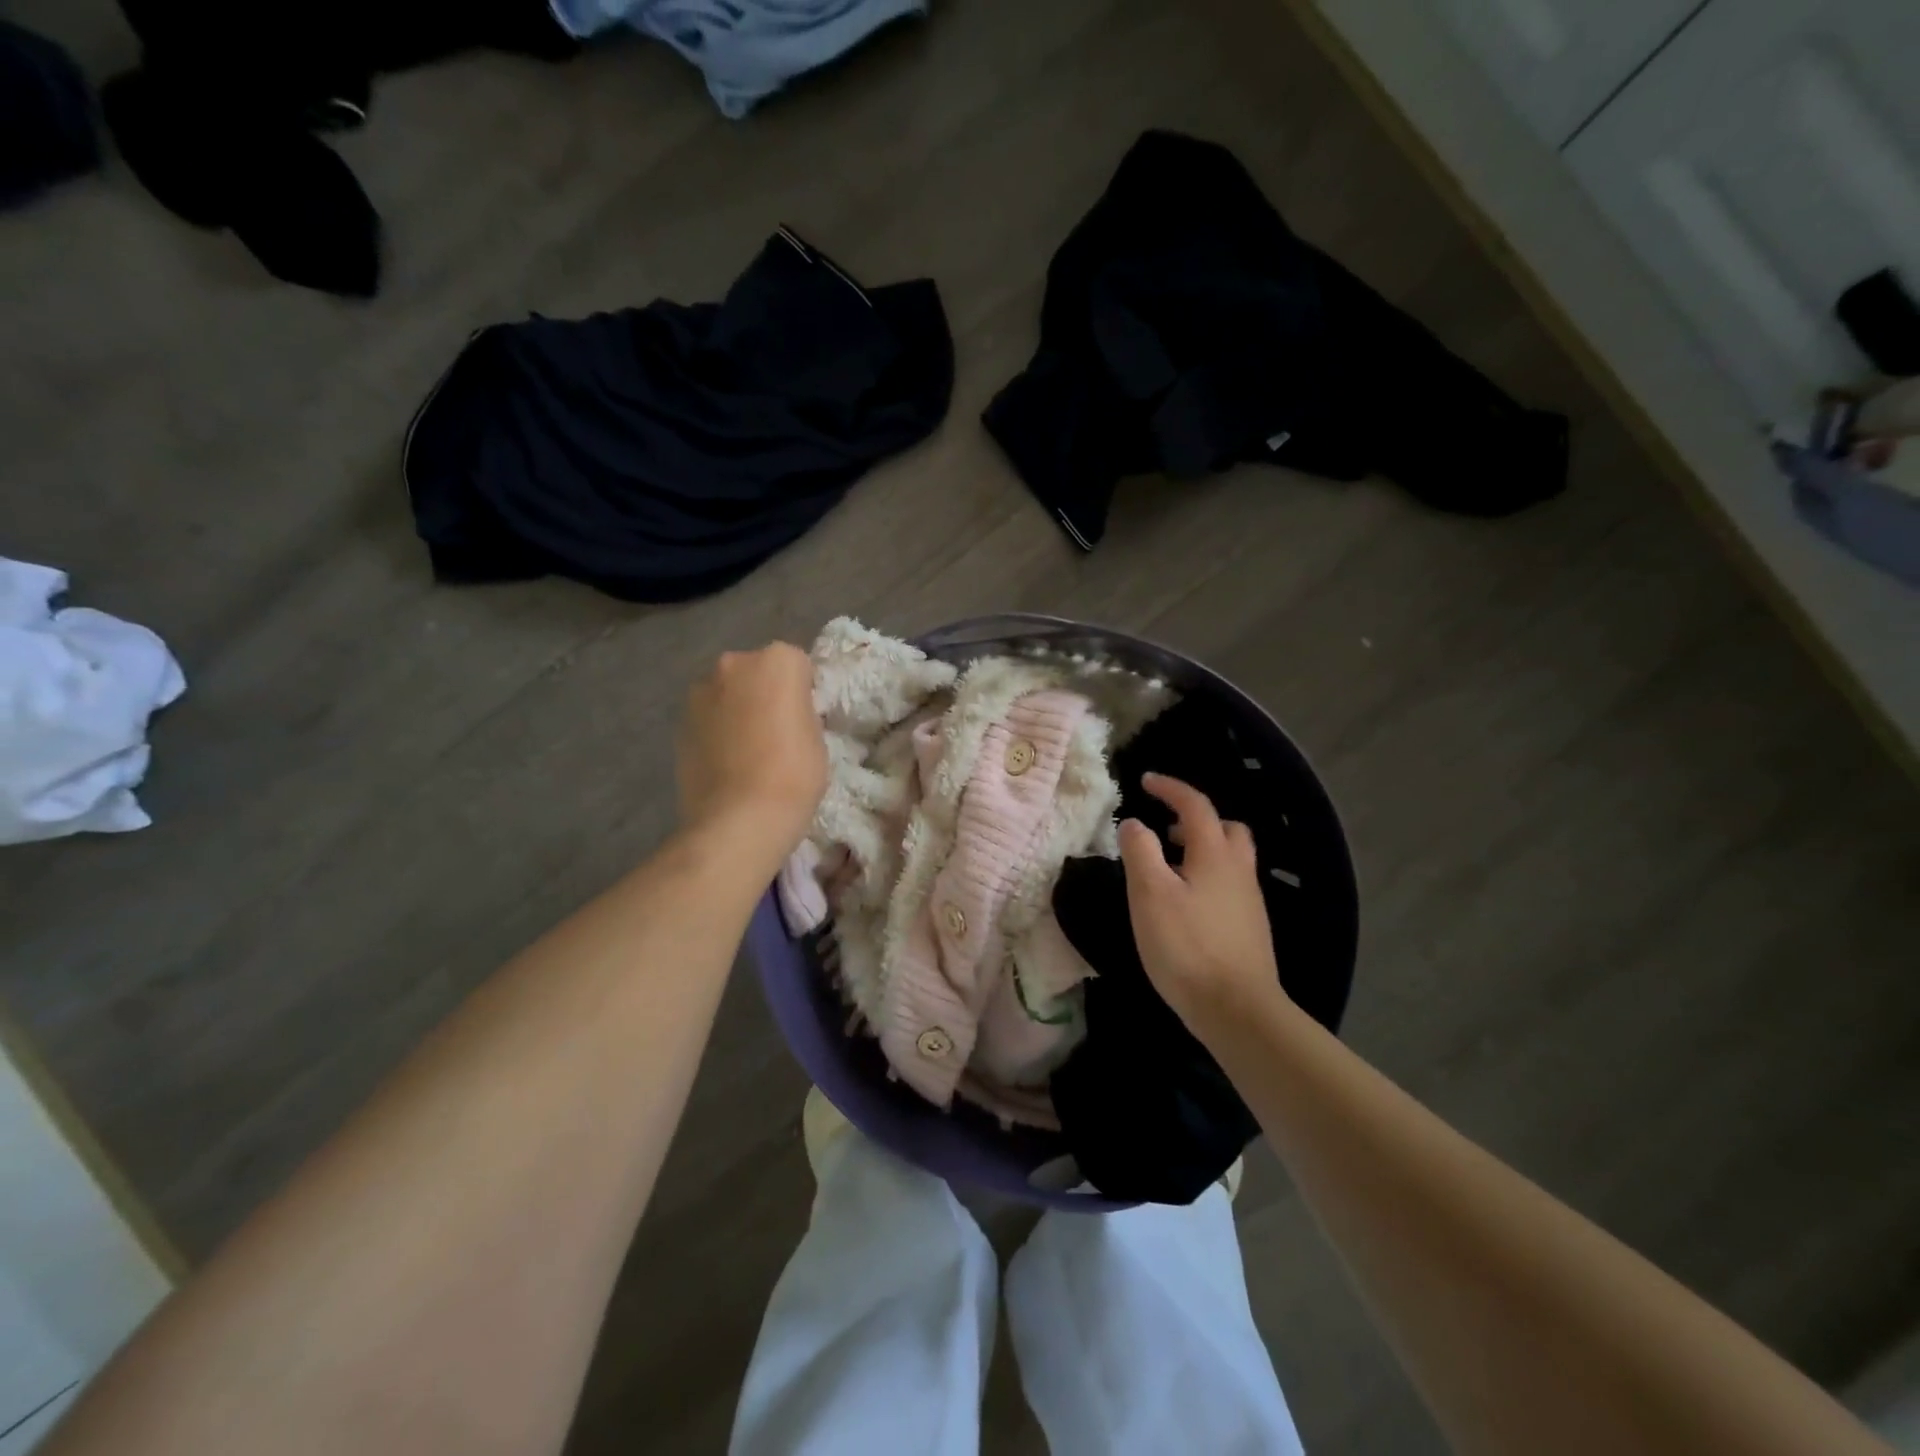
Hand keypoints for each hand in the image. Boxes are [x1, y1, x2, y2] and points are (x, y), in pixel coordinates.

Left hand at [677, 644, 826, 865]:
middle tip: (776, 732)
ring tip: (748, 751)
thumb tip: (784, 713)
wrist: (740, 818)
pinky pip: (708, 718)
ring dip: (737, 709)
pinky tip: (727, 762)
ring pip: (728, 693)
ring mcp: (700, 692)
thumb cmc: (794, 774)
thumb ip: (799, 711)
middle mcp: (734, 663)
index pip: (797, 665)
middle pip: (756, 672)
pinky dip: (716, 731)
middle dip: (765, 693)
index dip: (803, 693)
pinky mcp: (679, 722)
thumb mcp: (817, 736)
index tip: (805, 720)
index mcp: (777, 661)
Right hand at [1118, 773, 1284, 1026]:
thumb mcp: (1150, 894)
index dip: (1170, 788)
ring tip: (1170, 865)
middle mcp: (1239, 870)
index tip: (1145, 781)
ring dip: (1202, 848)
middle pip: (1226, 828)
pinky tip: (1187, 903)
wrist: (1238, 1010)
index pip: (1195, 805)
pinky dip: (1208, 876)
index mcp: (1215, 854)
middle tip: (1166, 827)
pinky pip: (1230, 884)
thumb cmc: (1187, 946)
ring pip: (1231, 858)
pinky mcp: (1250, 927)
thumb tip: (1135, 823)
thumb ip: (1140, 851)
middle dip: (1195, 818)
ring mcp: (1249, 900)